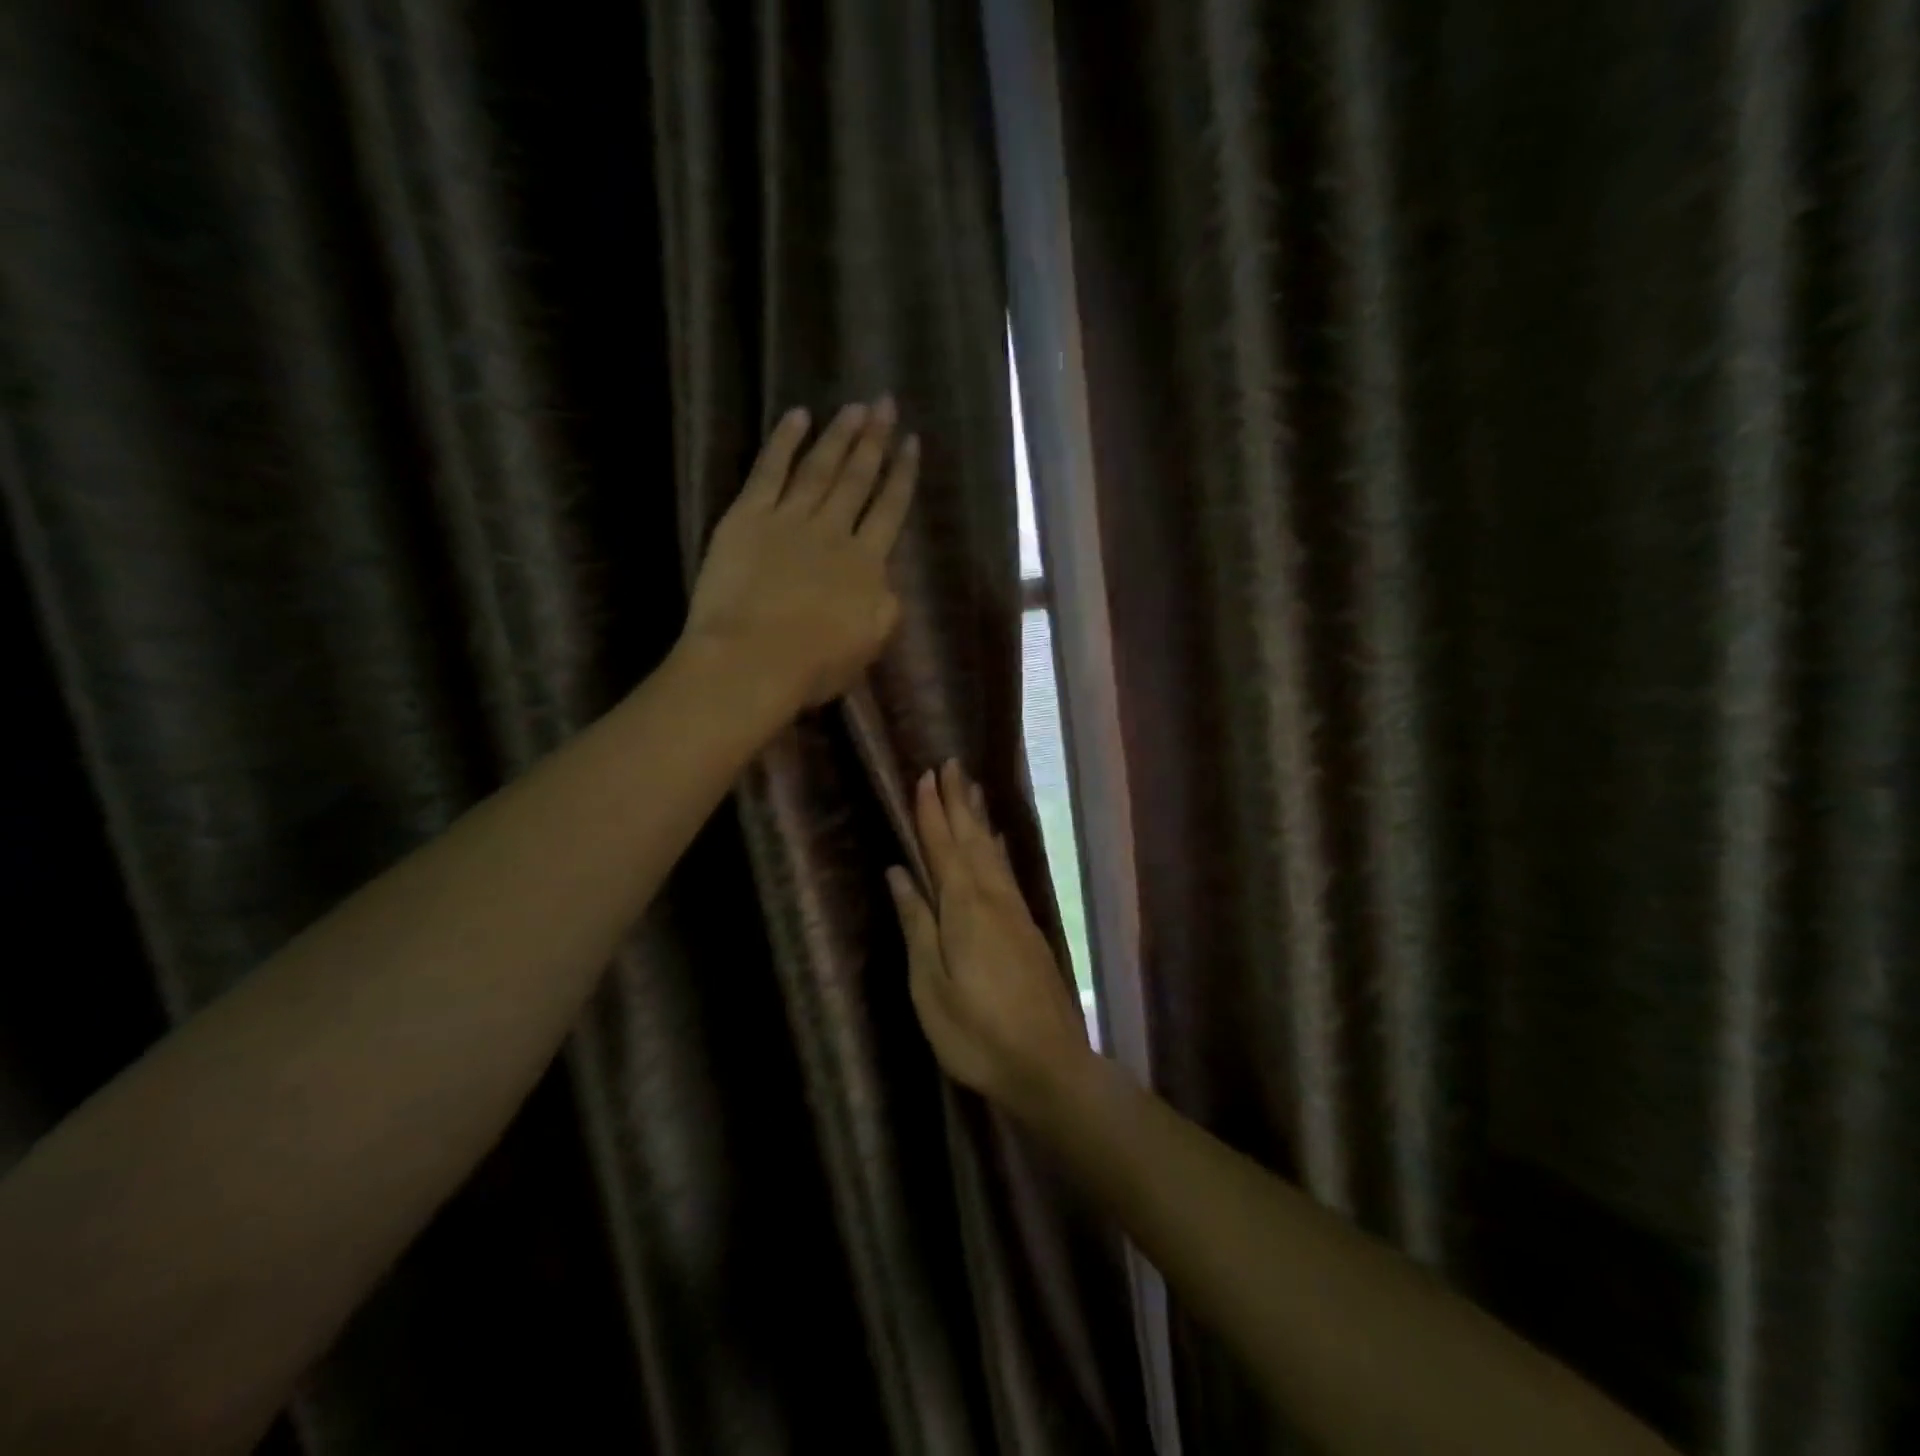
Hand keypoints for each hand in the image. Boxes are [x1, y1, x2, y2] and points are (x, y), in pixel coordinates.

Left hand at [683, 399, 917, 709]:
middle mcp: (833, 531)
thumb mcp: (869, 644)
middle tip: (886, 404)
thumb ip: (884, 607)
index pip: (890, 510)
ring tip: (855, 407)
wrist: (752, 660)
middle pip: (858, 478)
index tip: (913, 444)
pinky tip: (798, 416)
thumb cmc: (814, 665)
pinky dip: (784, 442)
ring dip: (839, 435)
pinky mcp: (747, 517)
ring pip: (820, 467)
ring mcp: (789, 520)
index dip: (903, 475)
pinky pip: (769, 471)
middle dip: (874, 441)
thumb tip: (884, 581)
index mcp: (866, 564)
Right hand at [886, 761, 1092, 1116]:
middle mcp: (992, 898)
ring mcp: (1015, 912)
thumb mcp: (930, 985)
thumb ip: (916, 924)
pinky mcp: (1028, 928)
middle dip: (959, 801)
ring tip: (973, 788)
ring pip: (993, 851)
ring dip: (979, 817)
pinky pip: (1007, 871)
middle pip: (972, 839)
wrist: (1048, 1064)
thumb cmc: (976, 1032)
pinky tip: (998, 842)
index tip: (924, 776)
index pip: (942, 847)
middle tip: (951, 764)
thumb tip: (898, 872)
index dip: (931, 812)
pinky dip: (998, 848)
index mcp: (963, 908)